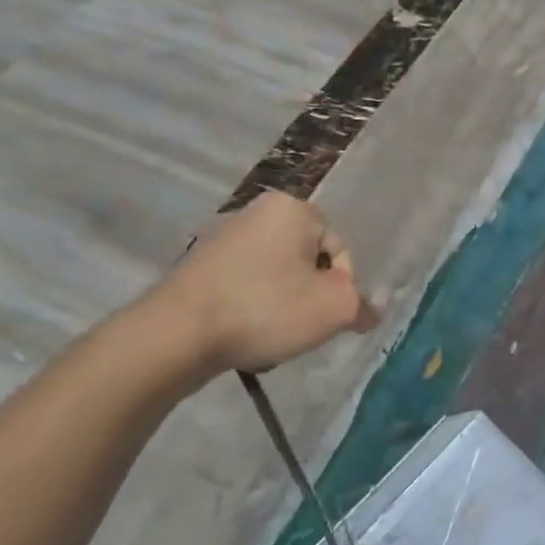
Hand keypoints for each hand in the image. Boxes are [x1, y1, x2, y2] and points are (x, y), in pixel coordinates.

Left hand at [154, 193, 379, 377]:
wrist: (175, 334)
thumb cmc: (265, 309)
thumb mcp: (334, 309)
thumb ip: (362, 305)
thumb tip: (369, 311)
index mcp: (293, 208)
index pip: (338, 251)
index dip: (340, 288)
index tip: (324, 316)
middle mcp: (257, 211)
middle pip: (307, 263)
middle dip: (309, 296)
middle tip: (300, 327)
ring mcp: (223, 237)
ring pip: (277, 277)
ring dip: (282, 306)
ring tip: (270, 335)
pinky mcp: (198, 265)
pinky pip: (244, 286)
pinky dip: (251, 309)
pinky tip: (243, 334)